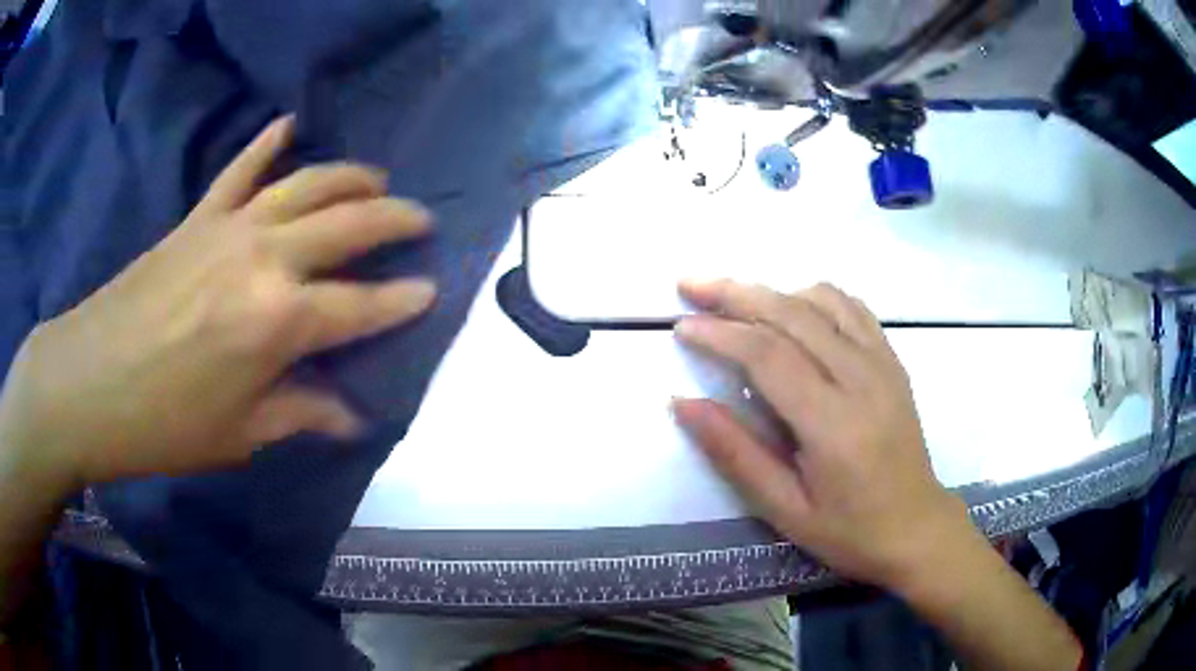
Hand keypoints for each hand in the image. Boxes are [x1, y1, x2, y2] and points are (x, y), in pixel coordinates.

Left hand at [0, 116, 435, 491]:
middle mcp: (265, 258)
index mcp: (279, 321)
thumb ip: (300, 413)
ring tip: (377, 178)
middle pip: (346, 224)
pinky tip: (289, 123)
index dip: (401, 300)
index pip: (360, 306)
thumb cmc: (165, 423)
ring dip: (350, 176)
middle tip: (422, 219)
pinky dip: (267, 141)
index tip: (431, 290)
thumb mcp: (239, 433)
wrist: (89, 381)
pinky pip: (241, 167)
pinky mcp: (199, 216)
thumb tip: (351, 418)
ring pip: (306, 182)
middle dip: (394, 220)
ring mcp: (230, 226)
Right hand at [672, 281, 971, 590]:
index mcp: (833, 423)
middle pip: (793, 313)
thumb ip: (735, 453)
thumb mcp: (783, 509)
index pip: (768, 355)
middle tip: (691, 285)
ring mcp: (883, 364)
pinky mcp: (892, 361)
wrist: (915, 527)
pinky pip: (853, 308)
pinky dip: (814, 297)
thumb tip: (683, 404)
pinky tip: (793, 307)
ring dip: (773, 291)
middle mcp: (862, 379)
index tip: (682, 327)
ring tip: (735, 298)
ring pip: (823, 301)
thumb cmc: (848, 530)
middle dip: (736, 293)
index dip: (720, 333)